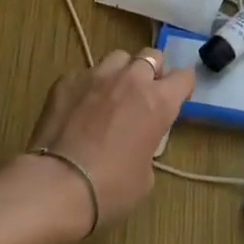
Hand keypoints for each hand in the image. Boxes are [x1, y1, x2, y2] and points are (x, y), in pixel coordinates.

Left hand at [27, 48, 194, 232]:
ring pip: (117, 58)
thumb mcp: (146, 175)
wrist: (58, 185)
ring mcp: (97, 75)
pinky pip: (85, 74)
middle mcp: (131, 79)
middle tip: (143, 95)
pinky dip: (88, 86)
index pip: (184, 77)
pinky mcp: (67, 80)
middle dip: (151, 71)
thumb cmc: (111, 187)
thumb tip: (137, 141)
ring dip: (120, 72)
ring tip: (110, 95)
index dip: (181, 87)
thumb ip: (148, 144)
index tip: (176, 100)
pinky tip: (78, 108)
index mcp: (159, 101)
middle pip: (151, 55)